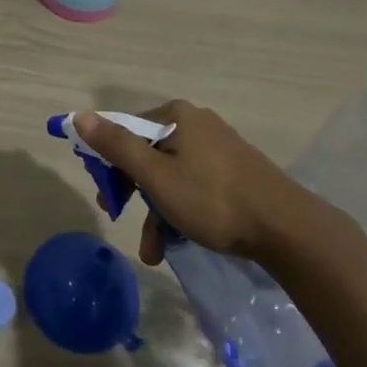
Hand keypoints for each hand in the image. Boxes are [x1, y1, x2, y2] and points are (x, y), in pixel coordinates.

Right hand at [74, 102, 329, 265]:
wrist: (287, 229)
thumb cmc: (212, 199)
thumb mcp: (156, 176)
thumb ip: (116, 146)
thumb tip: (79, 116)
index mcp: (176, 116)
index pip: (125, 130)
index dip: (107, 161)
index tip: (103, 194)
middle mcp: (196, 123)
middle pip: (147, 153)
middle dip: (131, 191)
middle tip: (117, 216)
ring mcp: (218, 147)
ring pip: (170, 175)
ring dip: (156, 212)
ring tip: (153, 251)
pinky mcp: (234, 171)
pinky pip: (193, 185)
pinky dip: (180, 211)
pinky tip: (176, 242)